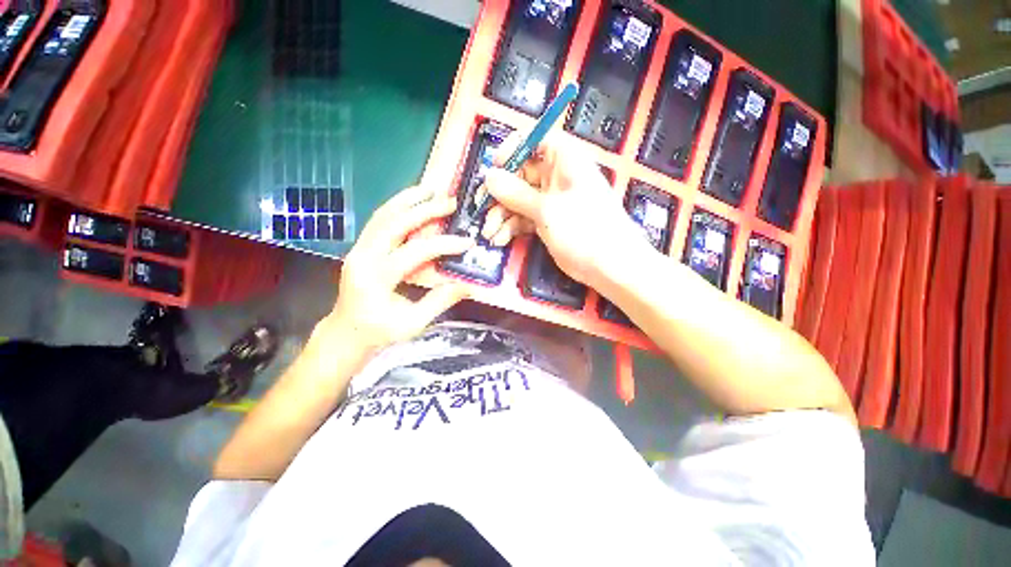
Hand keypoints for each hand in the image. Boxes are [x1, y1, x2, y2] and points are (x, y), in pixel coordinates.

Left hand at [319, 185, 472, 361]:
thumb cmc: (379, 332)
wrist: (345, 332)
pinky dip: (396, 206)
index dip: (444, 244)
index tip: (467, 242)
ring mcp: (358, 249)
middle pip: (394, 223)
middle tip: (450, 203)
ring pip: (382, 215)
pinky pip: (378, 221)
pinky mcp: (360, 247)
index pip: (414, 252)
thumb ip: (440, 301)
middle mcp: (363, 257)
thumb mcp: (413, 324)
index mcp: (376, 279)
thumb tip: (469, 285)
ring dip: (408, 199)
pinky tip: (412, 200)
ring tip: (431, 190)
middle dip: (425, 210)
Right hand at [479, 132, 648, 285]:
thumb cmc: (584, 229)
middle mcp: (556, 176)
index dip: (512, 148)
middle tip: (481, 207)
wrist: (609, 266)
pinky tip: (500, 239)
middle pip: (520, 173)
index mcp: (564, 160)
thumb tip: (489, 176)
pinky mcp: (546, 221)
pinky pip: (523, 218)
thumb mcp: (548, 209)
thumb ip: (516, 193)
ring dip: (501, 215)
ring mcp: (550, 201)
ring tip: (490, 233)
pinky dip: (510, 227)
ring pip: (518, 199)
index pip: (535, 139)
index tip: (494, 167)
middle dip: (500, 192)